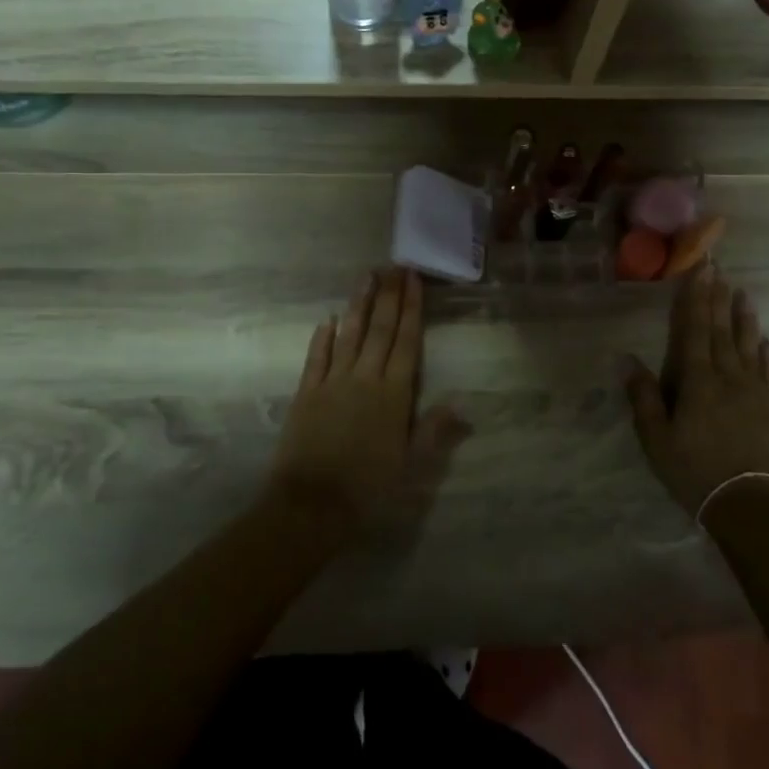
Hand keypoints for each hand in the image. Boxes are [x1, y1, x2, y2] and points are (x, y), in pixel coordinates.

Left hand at [268, 269, 468, 541]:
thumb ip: (434, 430)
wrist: (312, 503)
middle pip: (380, 329)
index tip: (413, 279)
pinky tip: (328, 319)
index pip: (406, 341)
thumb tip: (462, 404)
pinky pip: (317, 357)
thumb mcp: (411, 464)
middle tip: (394, 265)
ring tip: (366, 276)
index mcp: (393, 393)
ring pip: (349, 334)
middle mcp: (365, 377)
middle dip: (389, 295)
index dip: (412, 308)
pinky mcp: (306, 392)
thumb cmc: (369, 486)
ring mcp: (333, 381)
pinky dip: (323, 336)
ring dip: (359, 304)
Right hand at [621, 262, 768, 517]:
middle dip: (717, 299)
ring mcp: (755, 392)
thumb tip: (625, 358)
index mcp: (697, 381)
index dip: (694, 300)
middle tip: (719, 270)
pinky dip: (768, 355)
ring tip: (744, 294)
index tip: (699, 271)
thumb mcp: (657, 440)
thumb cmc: (696, 472)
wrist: (752, 507)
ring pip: (748, 346)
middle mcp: (728, 377)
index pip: (693, 331)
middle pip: (720, 331)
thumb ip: (643, 397)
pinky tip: (767, 342)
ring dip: (744, 319)